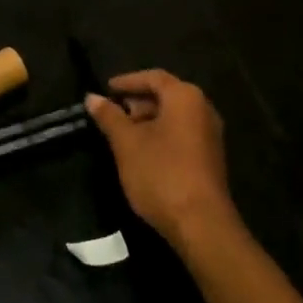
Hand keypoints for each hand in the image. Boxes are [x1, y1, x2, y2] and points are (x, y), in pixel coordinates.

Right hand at [85, 70, 239, 248]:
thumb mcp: (127, 143)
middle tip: (112, 113)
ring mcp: (210, 135)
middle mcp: (203, 109)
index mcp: (185, 97)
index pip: (153, 77)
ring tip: (123, 134)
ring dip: (148, 120)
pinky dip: (161, 135)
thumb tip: (92, 97)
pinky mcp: (210, 158)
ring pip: (174, 117)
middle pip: (166, 95)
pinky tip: (142, 152)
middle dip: (137, 102)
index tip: (106, 89)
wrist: (201, 225)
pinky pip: (182, 134)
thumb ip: (109, 116)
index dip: (127, 81)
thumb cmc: (161, 173)